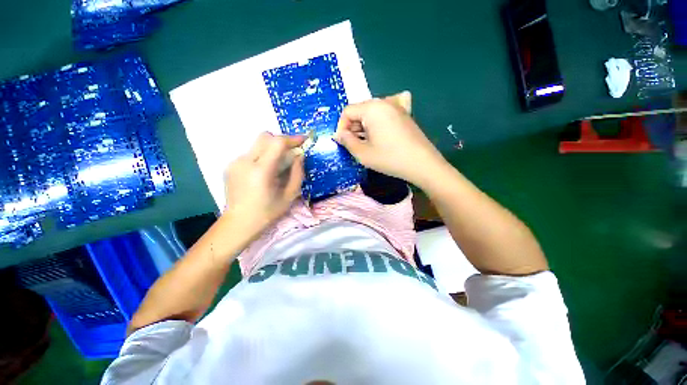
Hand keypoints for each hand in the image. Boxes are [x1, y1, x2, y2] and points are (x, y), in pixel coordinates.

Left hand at [224, 132, 304, 232]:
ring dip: (272, 149)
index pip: (277, 143)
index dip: (292, 139)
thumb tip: (300, 156)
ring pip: (257, 144)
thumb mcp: (290, 195)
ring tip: (278, 165)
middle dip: (282, 141)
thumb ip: (297, 173)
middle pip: (265, 137)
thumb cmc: (268, 212)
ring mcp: (235, 162)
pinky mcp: (230, 166)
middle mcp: (245, 162)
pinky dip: (262, 156)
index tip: (303, 141)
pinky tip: (264, 173)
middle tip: (291, 152)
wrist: (239, 223)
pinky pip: (251, 153)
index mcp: (261, 171)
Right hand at [333, 91, 447, 187]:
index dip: (341, 127)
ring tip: (367, 143)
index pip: (347, 111)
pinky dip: (379, 120)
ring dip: (364, 126)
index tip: (342, 143)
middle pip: (360, 111)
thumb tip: (339, 134)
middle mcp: (384, 102)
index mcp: (372, 108)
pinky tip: (381, 129)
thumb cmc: (390, 159)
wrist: (422, 164)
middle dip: (353, 127)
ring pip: (372, 113)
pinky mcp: (405, 114)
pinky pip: (386, 112)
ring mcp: (397, 107)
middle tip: (354, 145)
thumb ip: (347, 141)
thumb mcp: (363, 153)